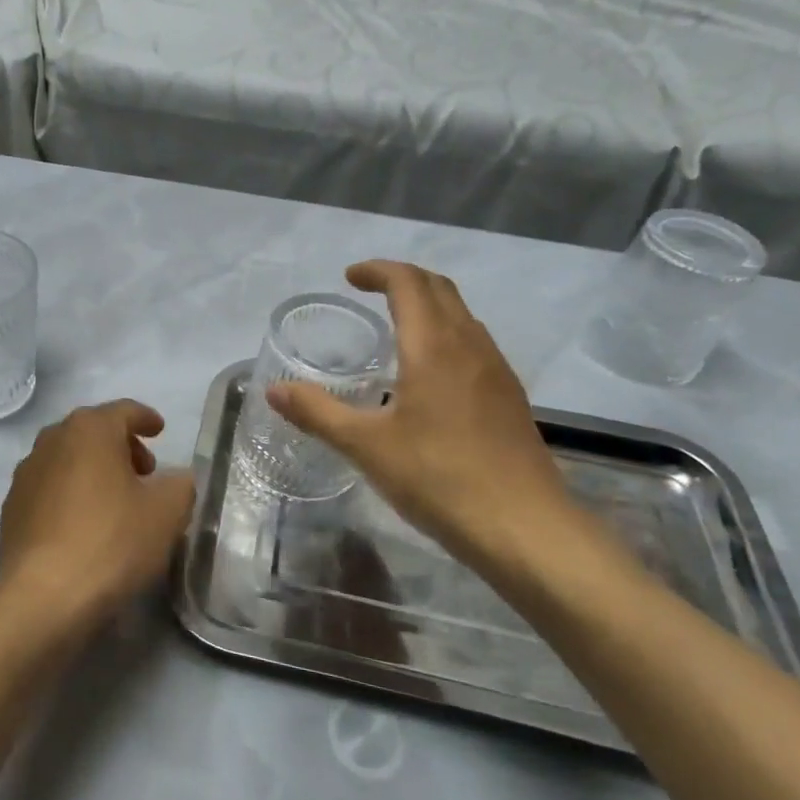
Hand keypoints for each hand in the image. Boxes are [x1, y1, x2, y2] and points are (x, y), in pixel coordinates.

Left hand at [0, 400, 195, 635]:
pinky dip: (70, 495)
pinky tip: (83, 525)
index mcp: (89, 428)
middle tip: (145, 473)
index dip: (146, 419)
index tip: (160, 431)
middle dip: (121, 446)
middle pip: (93, 432)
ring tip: (115, 501)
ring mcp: (25, 474)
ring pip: (68, 459)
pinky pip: (49, 489)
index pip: (124, 411)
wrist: (44, 596)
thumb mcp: (167, 512)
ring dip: (93, 471)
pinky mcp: (11, 508)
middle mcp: (52, 440)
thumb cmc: (112, 541)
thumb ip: (180, 484)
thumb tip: (175, 479)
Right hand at [266, 262, 587, 576]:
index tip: (349, 278)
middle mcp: (470, 346)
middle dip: (404, 279)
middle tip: (369, 291)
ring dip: (429, 306)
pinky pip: (474, 344)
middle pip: (440, 289)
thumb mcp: (366, 446)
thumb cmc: (439, 478)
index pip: (409, 283)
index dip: (378, 271)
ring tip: (395, 327)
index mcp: (434, 347)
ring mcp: (496, 371)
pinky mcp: (509, 398)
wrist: (525, 528)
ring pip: (462, 316)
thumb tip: (274, 390)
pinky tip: (429, 375)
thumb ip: (317, 412)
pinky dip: (446, 335)